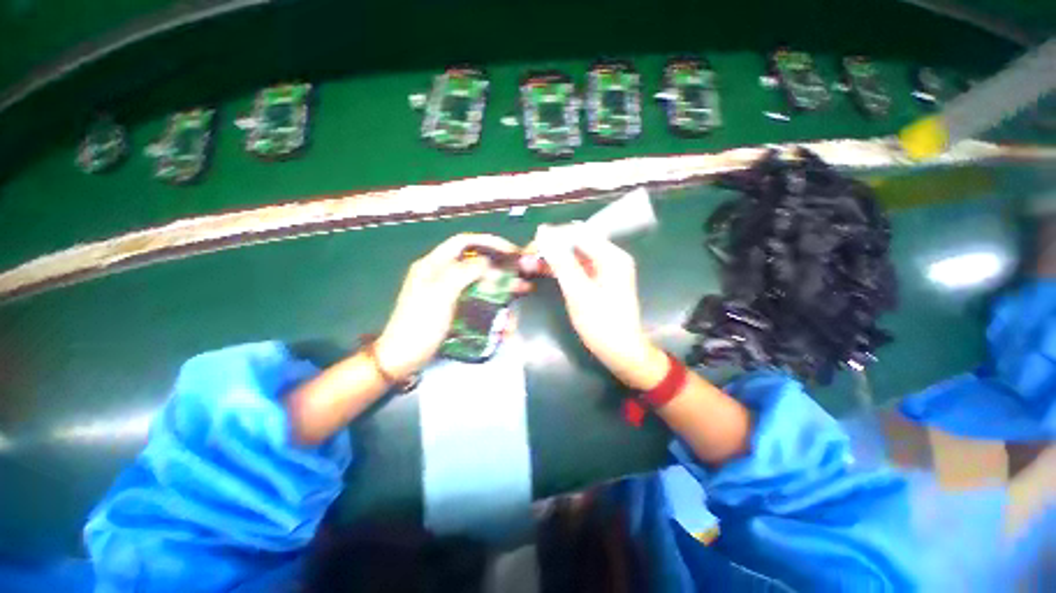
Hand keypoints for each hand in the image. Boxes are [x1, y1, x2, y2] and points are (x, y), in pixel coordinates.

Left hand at [374, 234, 518, 378]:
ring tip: (517, 305)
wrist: (403, 358)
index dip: (489, 242)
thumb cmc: (419, 324)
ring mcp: (450, 294)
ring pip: (481, 286)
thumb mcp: (439, 294)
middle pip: (477, 265)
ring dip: (501, 294)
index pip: (464, 243)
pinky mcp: (455, 310)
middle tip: (521, 282)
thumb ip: (463, 273)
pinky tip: (503, 323)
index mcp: (434, 265)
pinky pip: (478, 304)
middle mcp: (443, 275)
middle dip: (501, 273)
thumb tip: (487, 262)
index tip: (511, 251)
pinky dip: (493, 310)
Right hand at [534, 225, 667, 389]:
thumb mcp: (578, 292)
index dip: (552, 236)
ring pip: (573, 255)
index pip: (578, 233)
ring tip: (528, 265)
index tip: (529, 247)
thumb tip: (543, 233)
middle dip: (550, 247)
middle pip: (576, 242)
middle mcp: (610, 257)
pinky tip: (541, 271)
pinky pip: (576, 267)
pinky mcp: (598, 280)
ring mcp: (604, 269)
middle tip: (526, 257)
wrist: (621, 352)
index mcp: (611, 256)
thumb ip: (561, 262)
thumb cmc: (601, 324)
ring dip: (552, 258)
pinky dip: (559, 269)